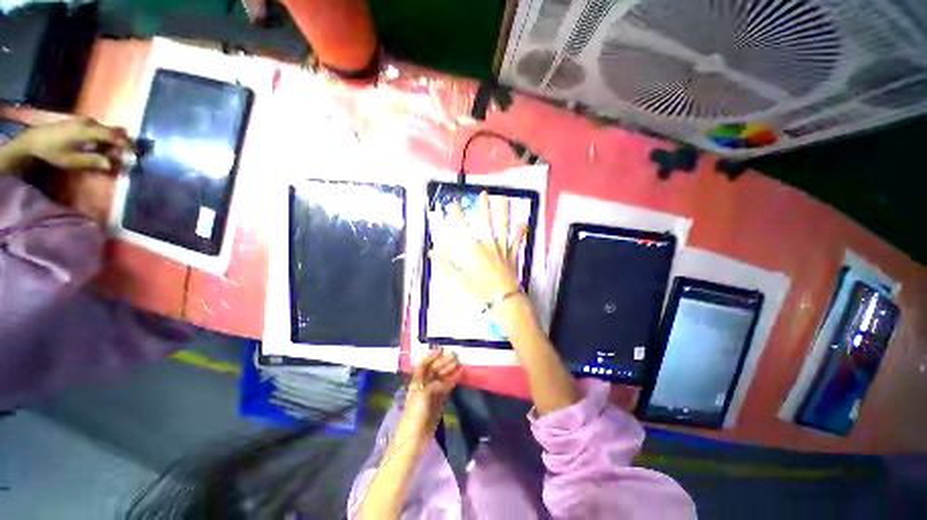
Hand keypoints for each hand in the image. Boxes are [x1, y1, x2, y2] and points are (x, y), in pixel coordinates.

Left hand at [19, 118, 128, 171]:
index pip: (115, 136)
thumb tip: (111, 165)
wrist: (33, 139)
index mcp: (89, 131)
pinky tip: (104, 147)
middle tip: (131, 155)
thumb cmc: (52, 151)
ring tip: (118, 153)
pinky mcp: (81, 123)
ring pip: (107, 130)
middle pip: (114, 131)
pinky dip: (106, 138)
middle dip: (124, 143)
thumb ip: (92, 161)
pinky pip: (100, 129)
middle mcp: (90, 123)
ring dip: (115, 141)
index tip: (137, 155)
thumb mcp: (71, 160)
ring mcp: (85, 121)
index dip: (128, 145)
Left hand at [400, 350, 460, 435]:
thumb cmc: (415, 414)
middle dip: (444, 361)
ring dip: (450, 369)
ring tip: (459, 362)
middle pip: (434, 369)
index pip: (423, 364)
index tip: (441, 350)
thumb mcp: (422, 395)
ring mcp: (433, 393)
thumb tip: (446, 380)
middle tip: (455, 355)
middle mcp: (424, 384)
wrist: (415, 437)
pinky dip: (453, 380)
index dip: (431, 356)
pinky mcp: (439, 401)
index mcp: (417, 381)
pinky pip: (447, 387)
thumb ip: (434, 384)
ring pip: (442, 377)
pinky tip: (459, 374)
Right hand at [429, 191, 527, 305]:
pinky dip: (521, 232)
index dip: (456, 215)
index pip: (462, 228)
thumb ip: (446, 265)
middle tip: (483, 193)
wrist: (503, 299)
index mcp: (473, 250)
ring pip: (503, 226)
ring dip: (503, 212)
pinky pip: (517, 241)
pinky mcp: (512, 254)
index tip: (452, 204)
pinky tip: (524, 222)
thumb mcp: (459, 279)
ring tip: (504, 198)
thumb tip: (432, 253)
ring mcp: (502, 248)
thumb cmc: (480, 290)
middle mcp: (488, 245)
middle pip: (486, 222)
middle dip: (484, 207)